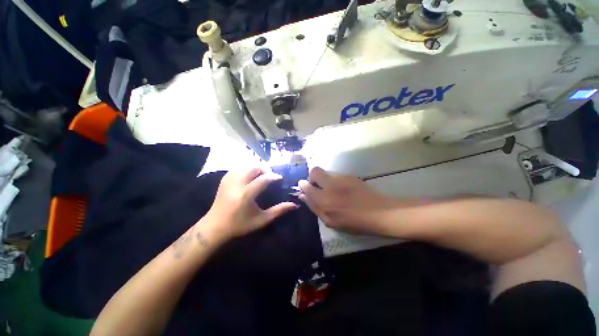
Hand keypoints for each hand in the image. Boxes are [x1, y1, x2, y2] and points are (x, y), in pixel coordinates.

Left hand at [202, 167, 298, 240]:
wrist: (214, 226)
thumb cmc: (240, 225)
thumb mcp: (261, 220)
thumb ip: (279, 211)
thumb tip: (295, 205)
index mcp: (245, 195)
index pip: (263, 179)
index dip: (273, 176)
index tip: (280, 178)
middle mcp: (236, 185)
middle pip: (253, 168)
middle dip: (265, 170)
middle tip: (270, 177)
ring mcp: (228, 180)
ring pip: (245, 166)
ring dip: (256, 169)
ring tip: (261, 176)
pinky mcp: (224, 179)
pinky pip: (238, 168)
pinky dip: (247, 169)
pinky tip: (250, 176)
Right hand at [298, 167, 401, 235]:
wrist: (379, 212)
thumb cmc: (354, 222)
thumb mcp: (330, 221)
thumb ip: (315, 207)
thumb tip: (302, 195)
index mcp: (324, 201)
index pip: (306, 187)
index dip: (303, 186)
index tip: (304, 187)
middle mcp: (330, 186)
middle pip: (314, 171)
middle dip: (312, 177)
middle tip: (317, 185)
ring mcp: (341, 178)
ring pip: (325, 171)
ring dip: (323, 178)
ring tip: (332, 188)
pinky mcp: (349, 175)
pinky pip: (335, 174)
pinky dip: (333, 179)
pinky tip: (342, 188)